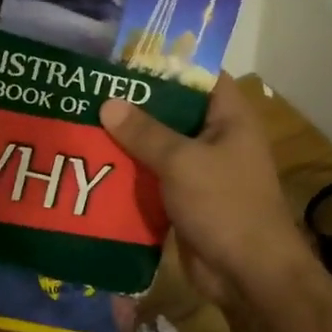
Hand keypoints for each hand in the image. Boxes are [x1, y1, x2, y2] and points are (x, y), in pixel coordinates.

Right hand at [99, 77, 311, 305]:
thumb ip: (144, 132)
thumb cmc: (225, 205)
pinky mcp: (185, 198)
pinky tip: (95, 163)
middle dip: (135, 103)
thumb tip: (108, 103)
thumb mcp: (182, 162)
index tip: (124, 57)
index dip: (166, 63)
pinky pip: (154, 176)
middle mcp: (216, 137)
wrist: (248, 274)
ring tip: (83, 120)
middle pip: (173, 110)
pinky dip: (130, 171)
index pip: (199, 75)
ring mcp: (201, 169)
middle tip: (91, 89)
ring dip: (128, 139)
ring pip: (159, 145)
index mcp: (229, 117)